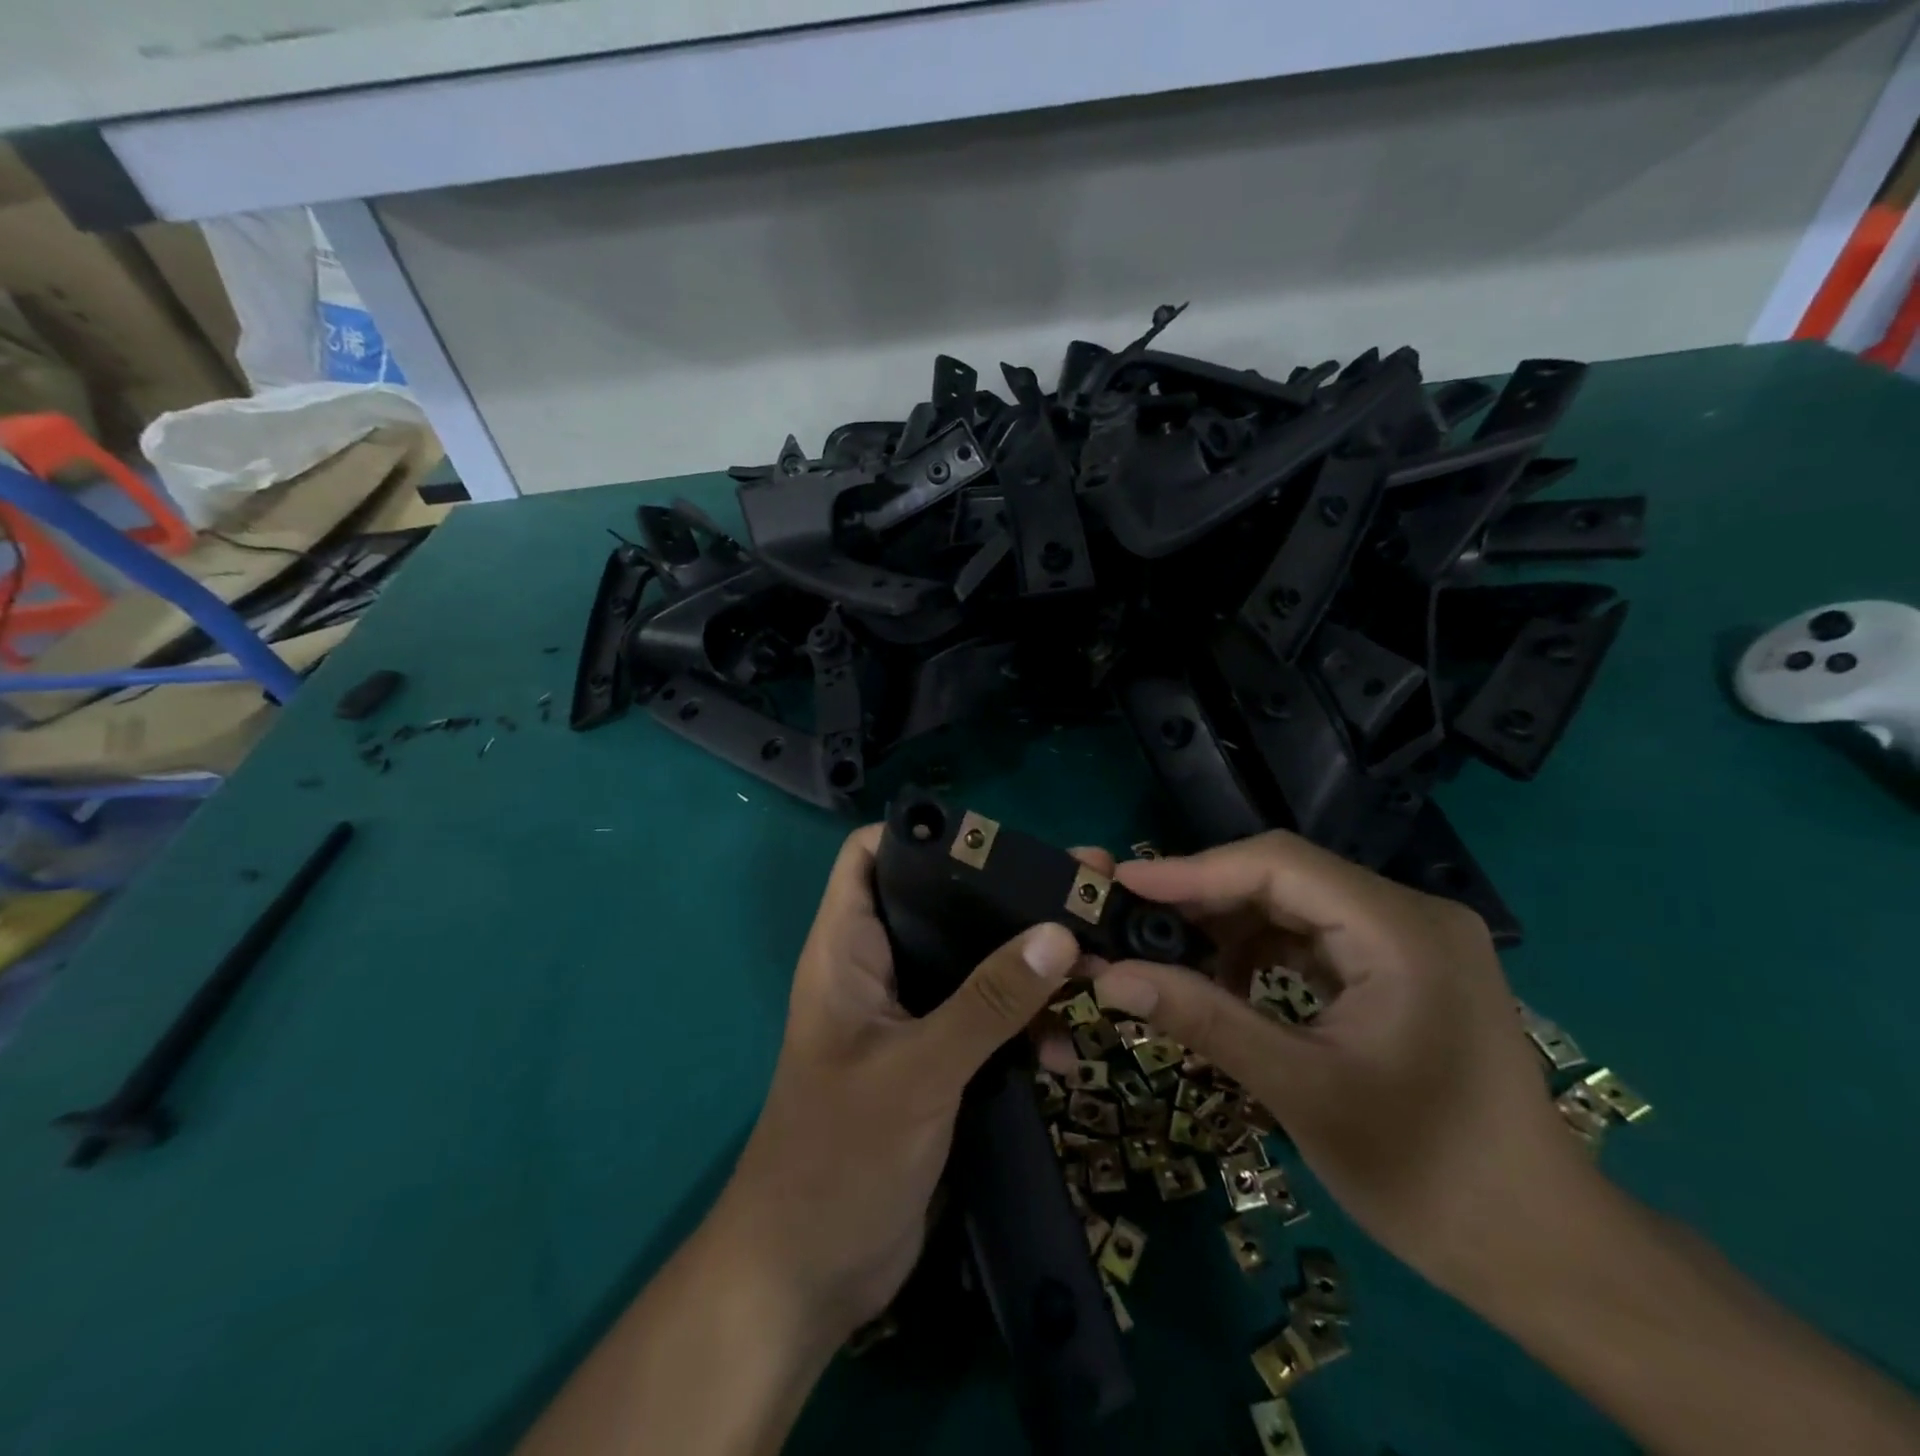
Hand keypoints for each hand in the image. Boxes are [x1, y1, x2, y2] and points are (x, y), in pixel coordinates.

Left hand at [711, 825, 1085, 1347]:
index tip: (996, 839)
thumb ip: (988, 1002)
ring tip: (1094, 972)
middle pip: (941, 905)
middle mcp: (878, 969)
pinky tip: (1066, 1053)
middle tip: (1081, 893)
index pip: (870, 856)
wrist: (809, 1277)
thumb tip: (1058, 932)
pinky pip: (987, 1020)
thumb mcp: (919, 1071)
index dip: (922, 834)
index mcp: (847, 949)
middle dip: (1006, 899)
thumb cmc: (840, 1158)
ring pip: (973, 964)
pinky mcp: (936, 1060)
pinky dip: (1024, 1026)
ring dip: (1027, 969)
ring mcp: (909, 1017)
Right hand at [1088, 831, 1598, 1297]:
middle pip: (1285, 877)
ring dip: (1229, 925)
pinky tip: (1225, 981)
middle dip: (1205, 899)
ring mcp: (1410, 937)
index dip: (1194, 871)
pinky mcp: (1402, 965)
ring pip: (1295, 903)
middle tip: (1133, 923)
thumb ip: (1203, 1019)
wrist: (1541, 1252)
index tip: (1123, 886)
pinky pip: (1314, 934)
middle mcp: (1409, 913)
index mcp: (1401, 930)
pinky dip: (1262, 951)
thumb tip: (1109, 977)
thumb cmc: (1428, 1174)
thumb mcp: (1301, 1090)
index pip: (1279, 865)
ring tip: (1169, 956)